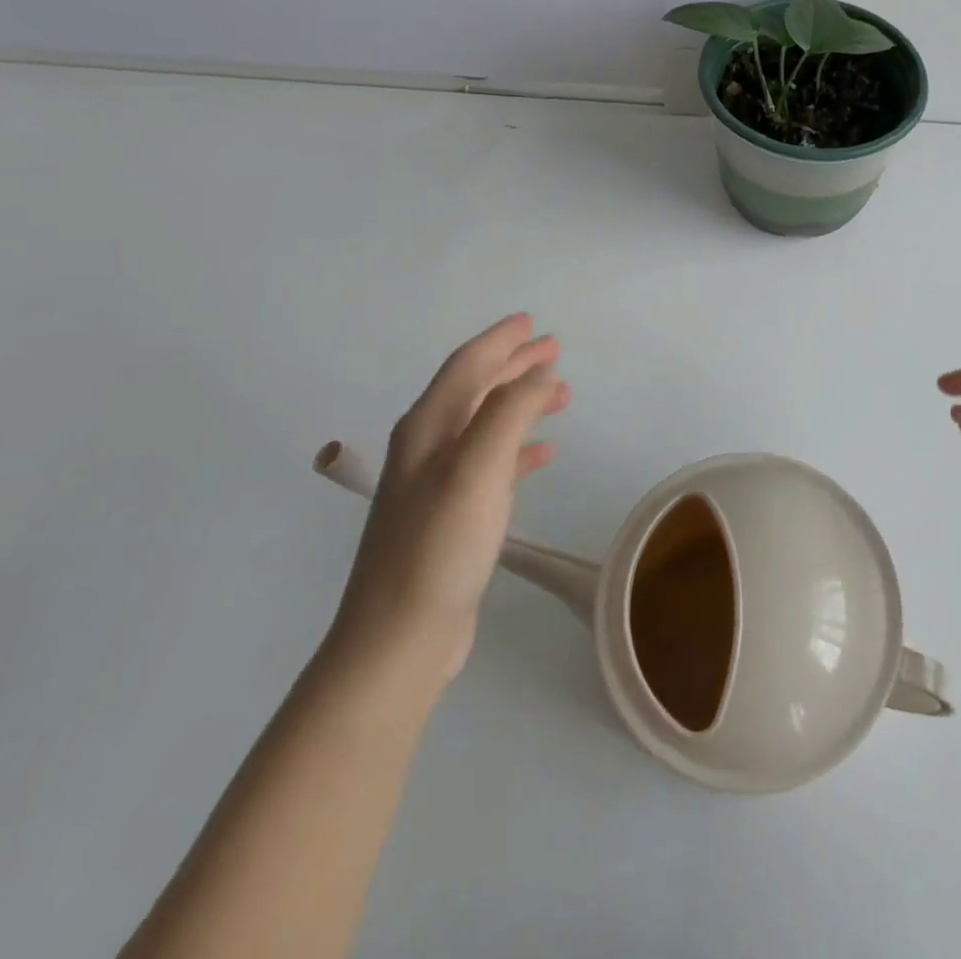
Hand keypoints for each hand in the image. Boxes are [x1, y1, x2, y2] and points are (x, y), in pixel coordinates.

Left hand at [329, 314, 569, 685]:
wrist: (400, 638)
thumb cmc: (439, 544)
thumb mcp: (477, 467)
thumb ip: (508, 411)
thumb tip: (537, 371)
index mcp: (427, 427)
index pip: (467, 365)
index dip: (500, 340)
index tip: (531, 322)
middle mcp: (427, 447)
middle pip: (476, 389)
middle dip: (514, 366)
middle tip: (555, 350)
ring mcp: (437, 483)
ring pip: (486, 424)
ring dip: (521, 403)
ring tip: (561, 395)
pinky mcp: (452, 515)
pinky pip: (491, 463)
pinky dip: (518, 448)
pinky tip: (543, 453)